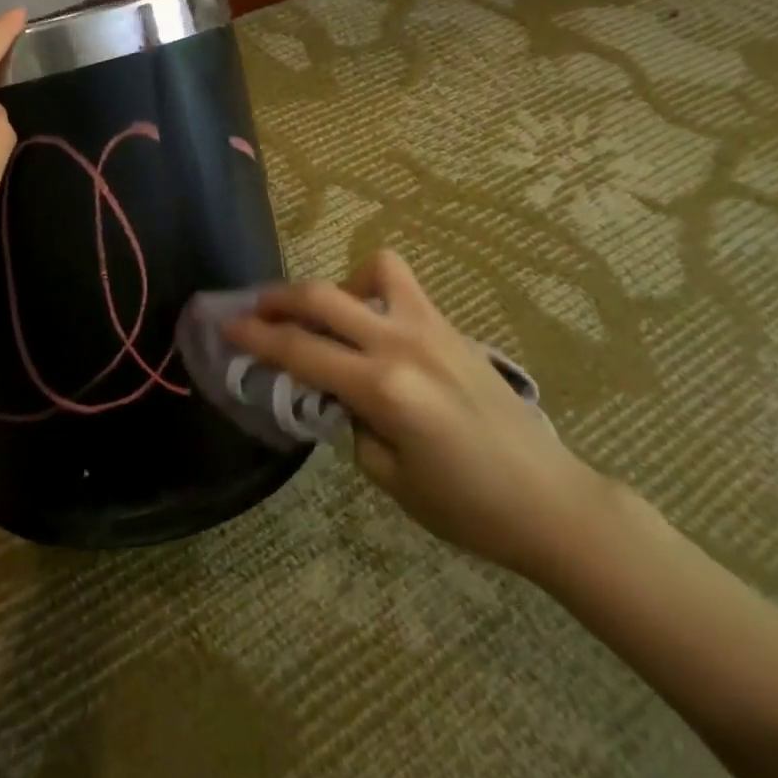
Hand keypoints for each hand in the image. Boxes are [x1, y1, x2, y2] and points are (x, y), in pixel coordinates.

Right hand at [224, 249, 611, 578]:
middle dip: (278, 299)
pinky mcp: (452, 328)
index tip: (225, 326)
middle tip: (255, 310)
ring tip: (327, 315)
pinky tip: (372, 326)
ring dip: (335, 285)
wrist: (552, 502)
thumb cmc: (468, 507)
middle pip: (321, 297)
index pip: (300, 351)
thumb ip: (352, 423)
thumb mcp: (389, 478)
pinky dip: (373, 290)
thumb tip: (337, 392)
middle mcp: (403, 344)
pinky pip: (403, 287)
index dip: (255, 337)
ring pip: (371, 270)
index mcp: (383, 389)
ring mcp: (432, 328)